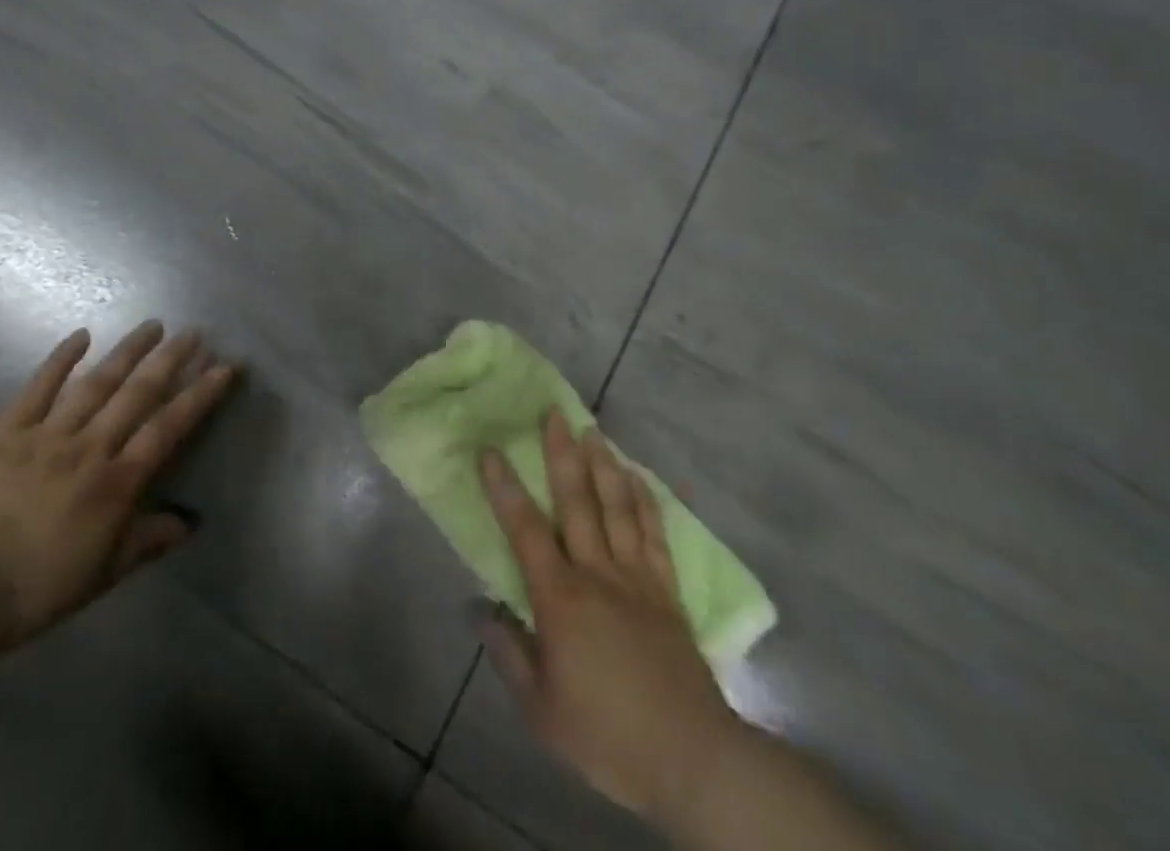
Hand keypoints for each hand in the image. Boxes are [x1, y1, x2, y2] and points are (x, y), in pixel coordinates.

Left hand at [0, 322, 238, 648]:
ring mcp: (47, 435)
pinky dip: (60, 359)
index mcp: (116, 482)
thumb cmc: (34, 590)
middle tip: (193, 331)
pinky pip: (37, 388)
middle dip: (170, 360)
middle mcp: (90, 448)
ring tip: (152, 325)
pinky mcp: (5, 432)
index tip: (224, 366)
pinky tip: (81, 335)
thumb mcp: (101, 574)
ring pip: (96, 382)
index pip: (168, 427)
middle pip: (138, 394)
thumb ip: (145, 542)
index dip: (199, 395)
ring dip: (127, 351)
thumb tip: (188, 524)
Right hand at [477, 410, 740, 827]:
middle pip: (577, 501)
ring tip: (593, 430)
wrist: (689, 757)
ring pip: (618, 506)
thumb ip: (509, 653)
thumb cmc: (606, 735)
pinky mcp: (668, 591)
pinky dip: (647, 501)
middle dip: (562, 453)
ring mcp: (637, 577)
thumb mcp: (541, 709)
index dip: (505, 488)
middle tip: (554, 412)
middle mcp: (598, 572)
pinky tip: (640, 477)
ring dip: (604, 464)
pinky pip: (656, 534)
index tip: (491, 449)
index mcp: (561, 598)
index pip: (525, 529)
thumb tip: (480, 608)